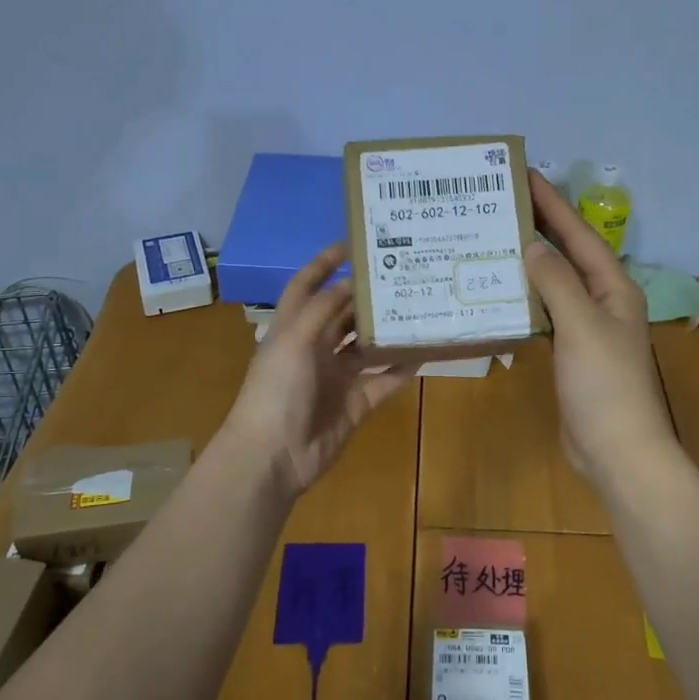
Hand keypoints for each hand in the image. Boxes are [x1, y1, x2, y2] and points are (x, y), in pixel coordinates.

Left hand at [219, 245, 413, 498]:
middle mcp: (315, 348)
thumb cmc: (277, 390)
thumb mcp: (294, 340)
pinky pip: (384, 381)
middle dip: (366, 296)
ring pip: (367, 347)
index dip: (323, 264)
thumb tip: (352, 282)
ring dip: (387, 330)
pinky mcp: (356, 404)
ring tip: (418, 307)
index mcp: (292, 329)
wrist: (274, 455)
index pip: (306, 286)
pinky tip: (425, 352)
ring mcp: (336, 377)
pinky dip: (402, 368)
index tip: (352, 244)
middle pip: (343, 314)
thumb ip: (323, 309)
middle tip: (401, 274)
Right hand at [523, 169, 678, 482]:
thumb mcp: (581, 326)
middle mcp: (602, 300)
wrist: (617, 450)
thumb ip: (556, 282)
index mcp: (613, 287)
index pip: (578, 235)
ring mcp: (586, 327)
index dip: (552, 204)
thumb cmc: (604, 384)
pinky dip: (525, 296)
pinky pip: (545, 311)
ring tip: (495, 236)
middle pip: (568, 253)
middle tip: (502, 199)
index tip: (524, 174)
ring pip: (554, 281)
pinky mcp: (570, 351)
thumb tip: (531, 244)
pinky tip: (500, 289)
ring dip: (529, 259)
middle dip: (540, 224)